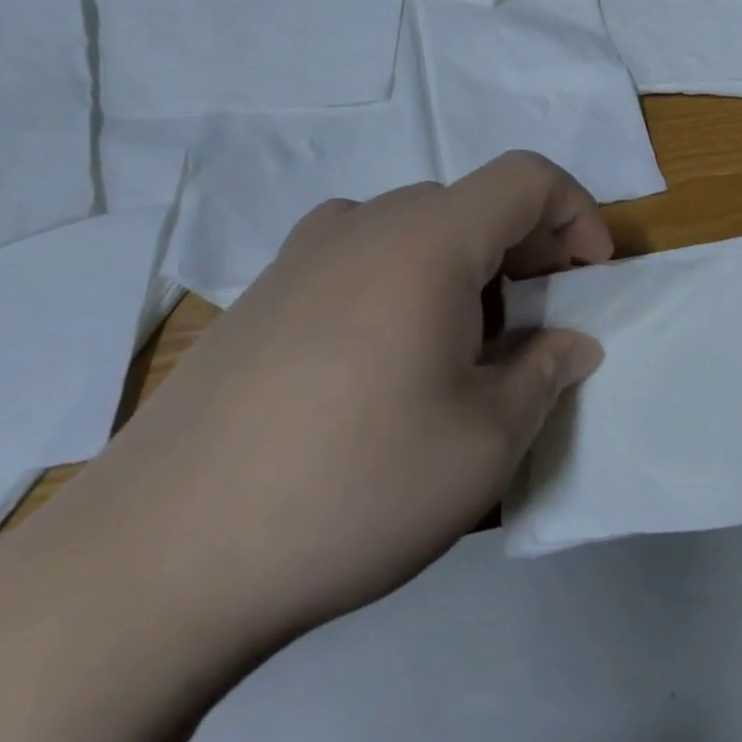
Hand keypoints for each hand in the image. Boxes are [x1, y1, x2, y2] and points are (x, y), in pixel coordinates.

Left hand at [48, 152, 610, 650]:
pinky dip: (407, 285)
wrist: (152, 564)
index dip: (577, 215)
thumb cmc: (350, 487)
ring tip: (463, 354)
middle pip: (474, 204)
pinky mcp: (261, 296)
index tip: (588, 282)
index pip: (528, 177)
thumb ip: (545, 374)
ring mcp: (302, 256)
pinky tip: (386, 366)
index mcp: (428, 240)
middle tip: (536, 329)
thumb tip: (572, 344)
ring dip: (467, 271)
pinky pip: (362, 259)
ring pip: (418, 231)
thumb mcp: (483, 443)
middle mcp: (364, 225)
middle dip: (527, 253)